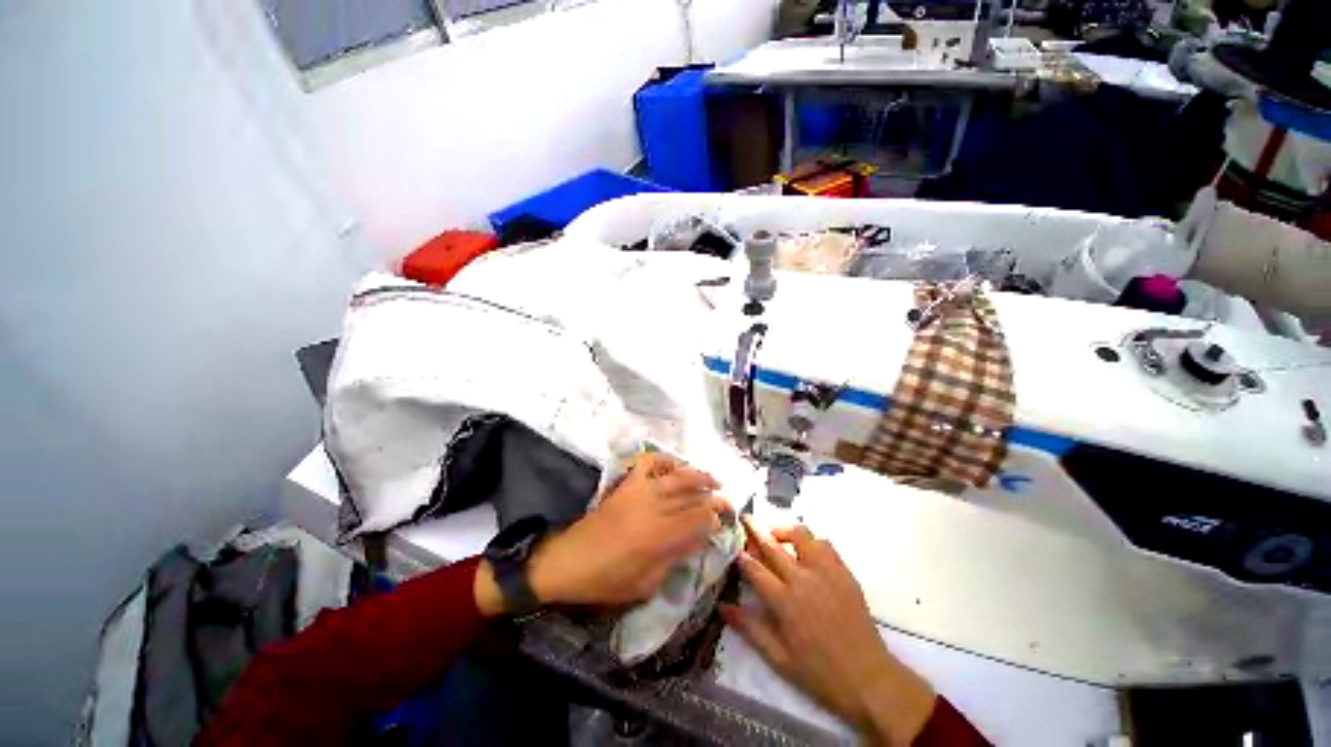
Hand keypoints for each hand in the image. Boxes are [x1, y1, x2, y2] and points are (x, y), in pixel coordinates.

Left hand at [527, 453, 729, 606]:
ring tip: (713, 479)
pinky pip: (647, 463)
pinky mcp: (627, 485)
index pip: (697, 521)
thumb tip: (696, 540)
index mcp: (659, 537)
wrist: (569, 560)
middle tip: (727, 499)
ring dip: (698, 475)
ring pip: (676, 476)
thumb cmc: (606, 581)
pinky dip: (663, 459)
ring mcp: (639, 491)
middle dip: (713, 497)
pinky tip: (674, 464)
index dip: (714, 519)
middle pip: (692, 496)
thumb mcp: (644, 584)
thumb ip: (673, 560)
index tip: (723, 521)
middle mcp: (653, 508)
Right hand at [723, 518, 935, 746]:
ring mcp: (826, 572)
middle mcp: (802, 579)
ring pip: (801, 534)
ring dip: (784, 530)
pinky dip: (811, 541)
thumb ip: (749, 629)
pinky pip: (825, 544)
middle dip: (754, 528)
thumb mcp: (778, 658)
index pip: (754, 568)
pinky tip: (806, 551)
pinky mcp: (844, 572)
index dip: (740, 554)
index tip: (731, 544)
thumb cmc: (819, 673)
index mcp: (784, 601)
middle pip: (772, 544)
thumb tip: (722, 606)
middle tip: (745, 517)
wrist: (869, 679)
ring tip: (776, 536)